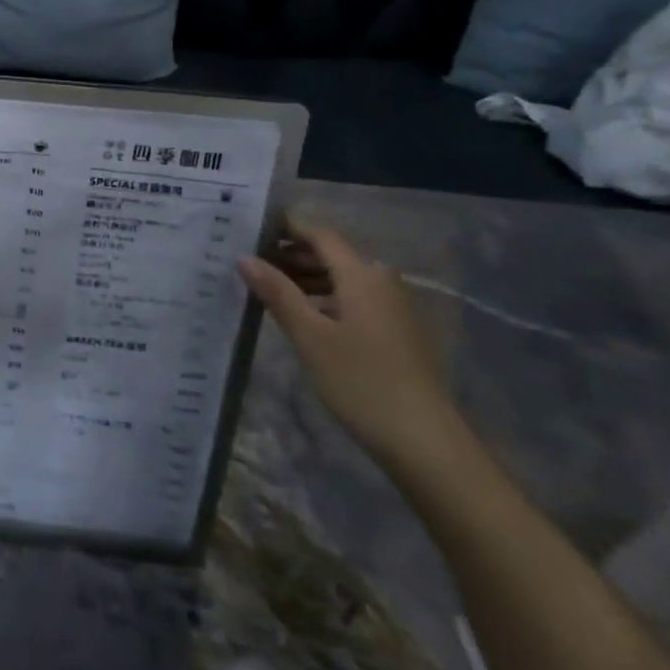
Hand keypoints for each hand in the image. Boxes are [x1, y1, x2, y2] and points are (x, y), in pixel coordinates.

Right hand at [238, 221, 461, 468]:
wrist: (424, 441)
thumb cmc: (361, 381)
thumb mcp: (310, 337)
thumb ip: (278, 293)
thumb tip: (245, 258)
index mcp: (363, 275)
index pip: (320, 235)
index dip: (287, 228)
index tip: (252, 229)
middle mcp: (382, 282)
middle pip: (333, 255)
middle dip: (292, 255)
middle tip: (250, 262)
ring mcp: (393, 307)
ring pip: (343, 278)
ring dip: (307, 278)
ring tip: (267, 289)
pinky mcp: (396, 331)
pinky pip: (354, 299)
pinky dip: (325, 298)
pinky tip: (302, 316)